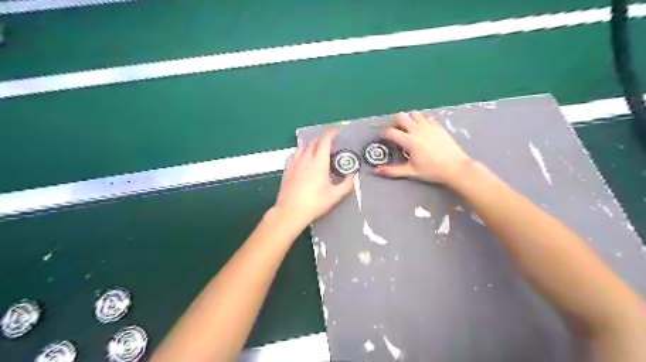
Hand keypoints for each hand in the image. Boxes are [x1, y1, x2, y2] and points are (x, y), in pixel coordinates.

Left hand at [271, 128, 351, 225]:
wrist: (290, 211)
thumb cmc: (314, 203)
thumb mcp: (335, 196)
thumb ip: (347, 184)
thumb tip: (353, 175)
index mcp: (319, 162)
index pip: (325, 140)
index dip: (332, 133)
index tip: (338, 131)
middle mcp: (306, 158)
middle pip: (314, 141)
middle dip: (324, 140)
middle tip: (332, 148)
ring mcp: (294, 162)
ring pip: (303, 146)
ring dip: (312, 145)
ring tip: (318, 153)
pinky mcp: (287, 168)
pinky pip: (295, 154)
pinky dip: (302, 152)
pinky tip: (304, 161)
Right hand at [377, 110, 472, 183]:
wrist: (456, 167)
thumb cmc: (432, 170)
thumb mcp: (411, 172)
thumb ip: (393, 171)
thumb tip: (376, 171)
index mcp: (409, 140)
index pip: (390, 131)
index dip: (383, 134)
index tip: (382, 138)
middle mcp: (417, 129)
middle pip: (401, 116)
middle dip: (396, 123)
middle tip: (397, 133)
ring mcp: (429, 126)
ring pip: (414, 114)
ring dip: (408, 119)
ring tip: (409, 130)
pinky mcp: (438, 126)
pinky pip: (426, 117)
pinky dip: (421, 121)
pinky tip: (423, 131)